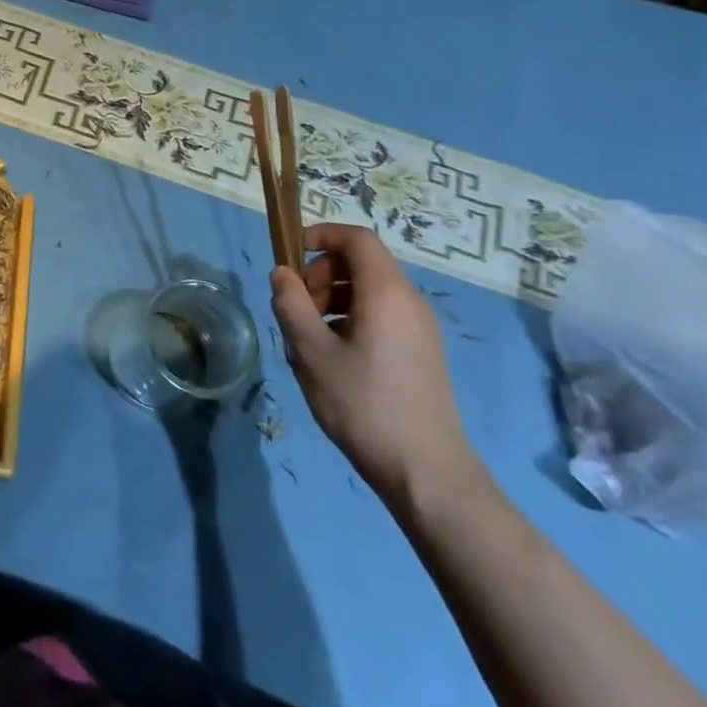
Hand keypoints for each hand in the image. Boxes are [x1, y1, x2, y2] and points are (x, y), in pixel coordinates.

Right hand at [269, 223, 476, 506]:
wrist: (425, 471)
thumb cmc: (363, 404)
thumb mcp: (311, 352)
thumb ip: (291, 305)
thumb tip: (281, 273)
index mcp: (386, 293)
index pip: (357, 238)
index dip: (321, 235)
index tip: (290, 256)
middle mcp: (410, 301)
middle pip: (362, 262)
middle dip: (322, 272)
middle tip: (297, 306)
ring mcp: (420, 328)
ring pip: (370, 290)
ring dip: (333, 297)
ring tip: (310, 335)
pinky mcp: (422, 351)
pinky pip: (382, 313)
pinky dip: (352, 316)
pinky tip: (334, 356)